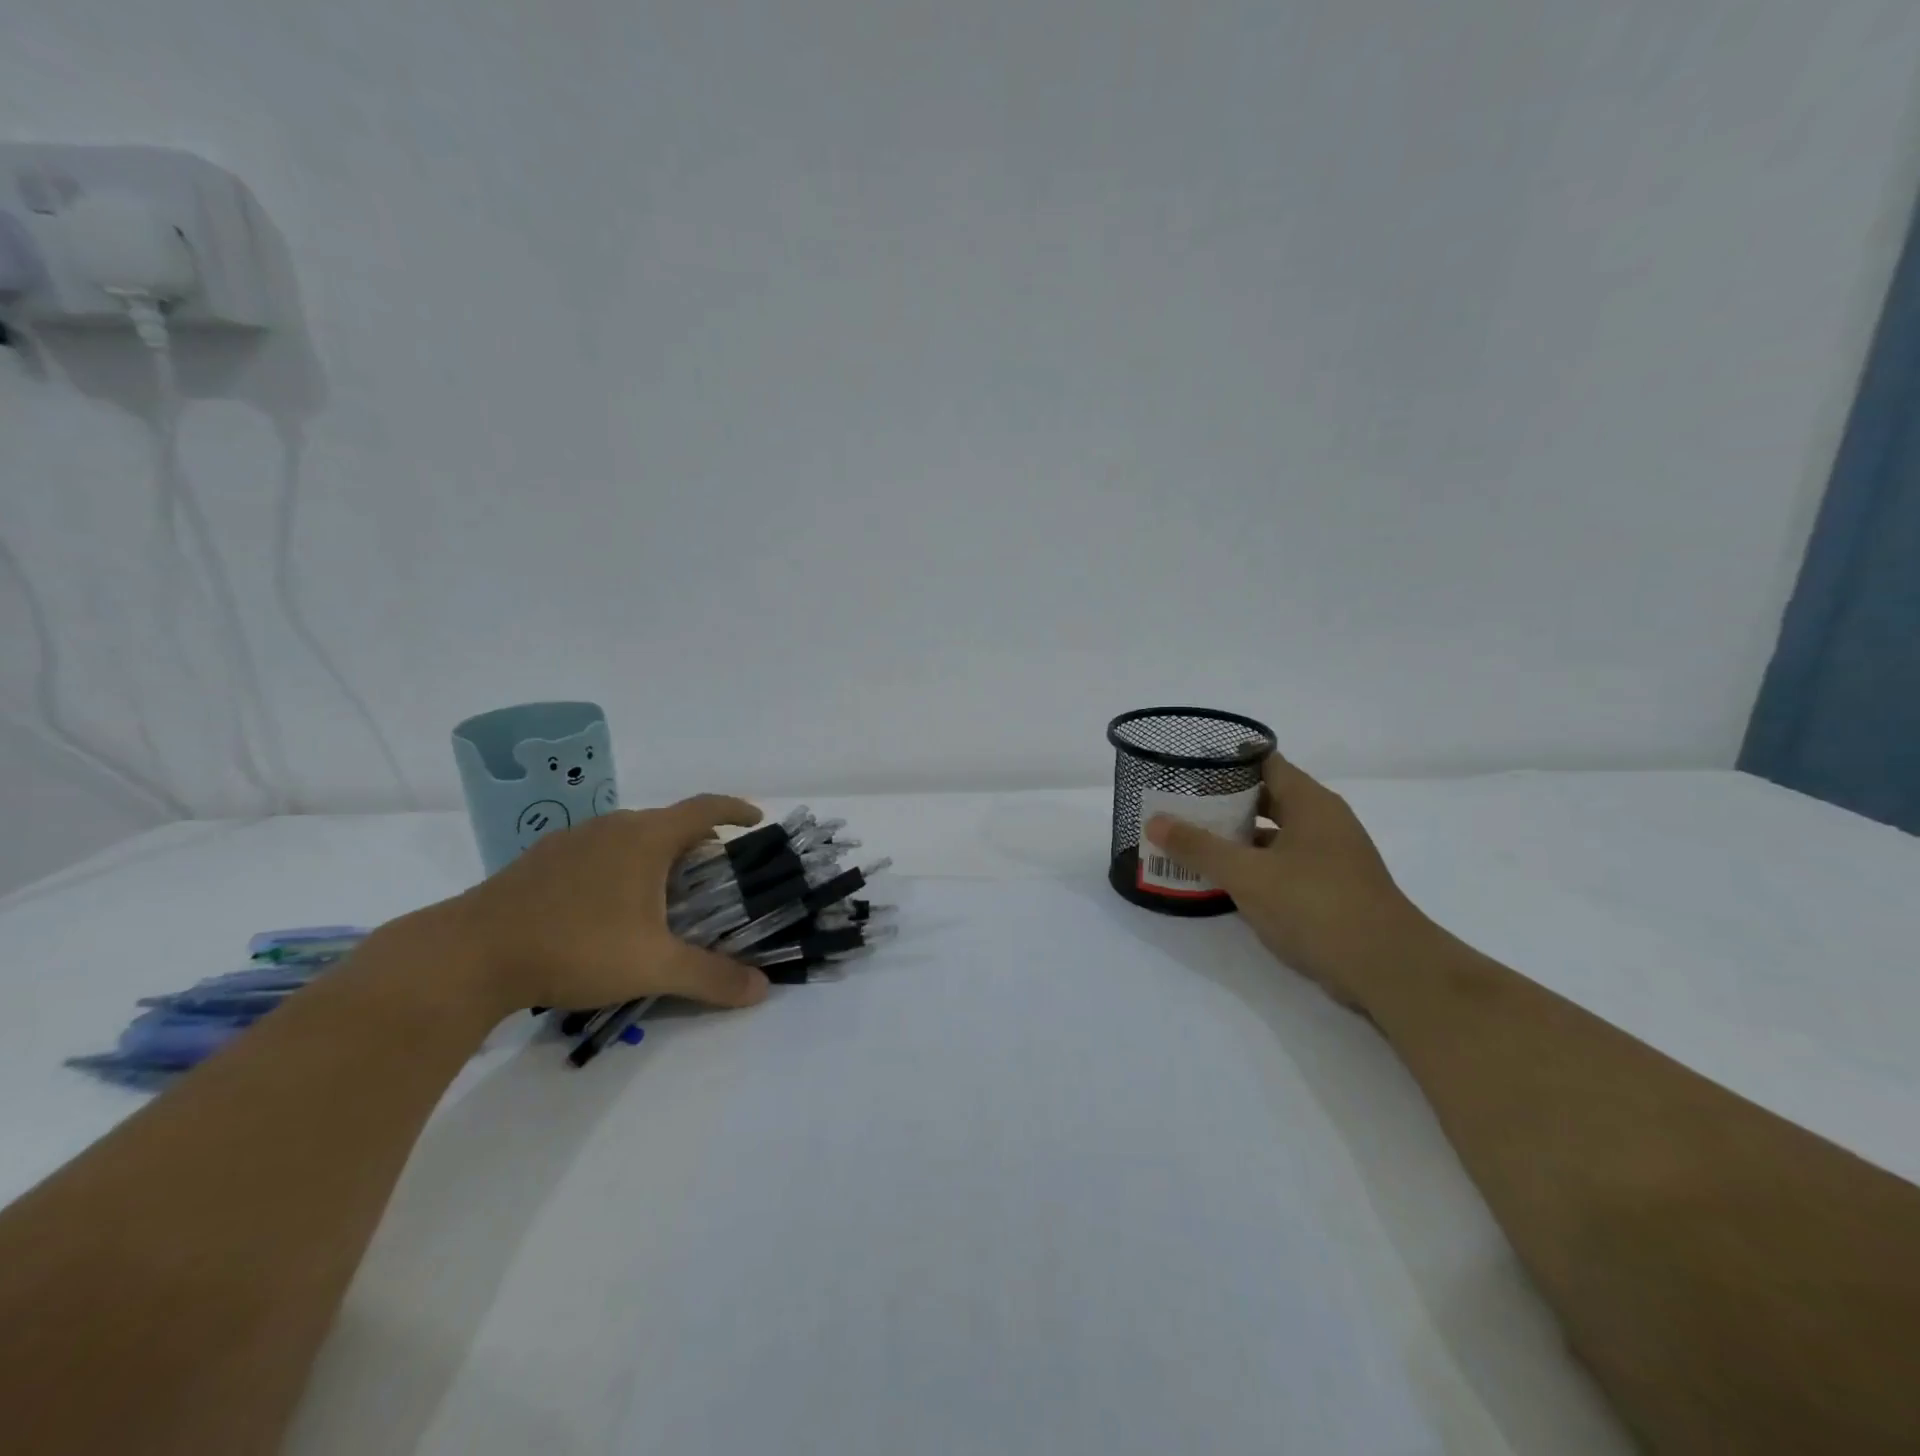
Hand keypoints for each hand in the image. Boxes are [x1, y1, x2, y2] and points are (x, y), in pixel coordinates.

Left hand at [441, 794, 772, 1015]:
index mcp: (646, 837)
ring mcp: (573, 839)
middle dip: (698, 844)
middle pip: (669, 822)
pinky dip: (620, 866)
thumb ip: (711, 977)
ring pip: (631, 836)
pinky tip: (607, 908)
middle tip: (713, 879)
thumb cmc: (575, 947)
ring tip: (664, 895)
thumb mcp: (653, 967)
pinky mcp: (541, 859)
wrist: (467, 956)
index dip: (736, 810)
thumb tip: (762, 990)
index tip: (757, 821)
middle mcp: (613, 826)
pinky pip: (599, 850)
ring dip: (657, 855)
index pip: (705, 808)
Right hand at [1144, 755, 1423, 1009]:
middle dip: (1221, 802)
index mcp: (1310, 803)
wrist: (1388, 971)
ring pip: (1272, 835)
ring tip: (1189, 841)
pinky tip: (1221, 881)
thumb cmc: (1317, 907)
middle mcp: (1323, 822)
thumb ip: (1199, 847)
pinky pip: (1281, 865)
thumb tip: (1154, 821)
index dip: (1225, 762)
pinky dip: (1252, 867)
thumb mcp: (1247, 875)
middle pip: (1265, 798)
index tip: (1186, 768)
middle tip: (1177, 806)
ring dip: (1234, 838)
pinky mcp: (1329, 889)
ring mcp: (1329, 857)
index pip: (1264, 762)